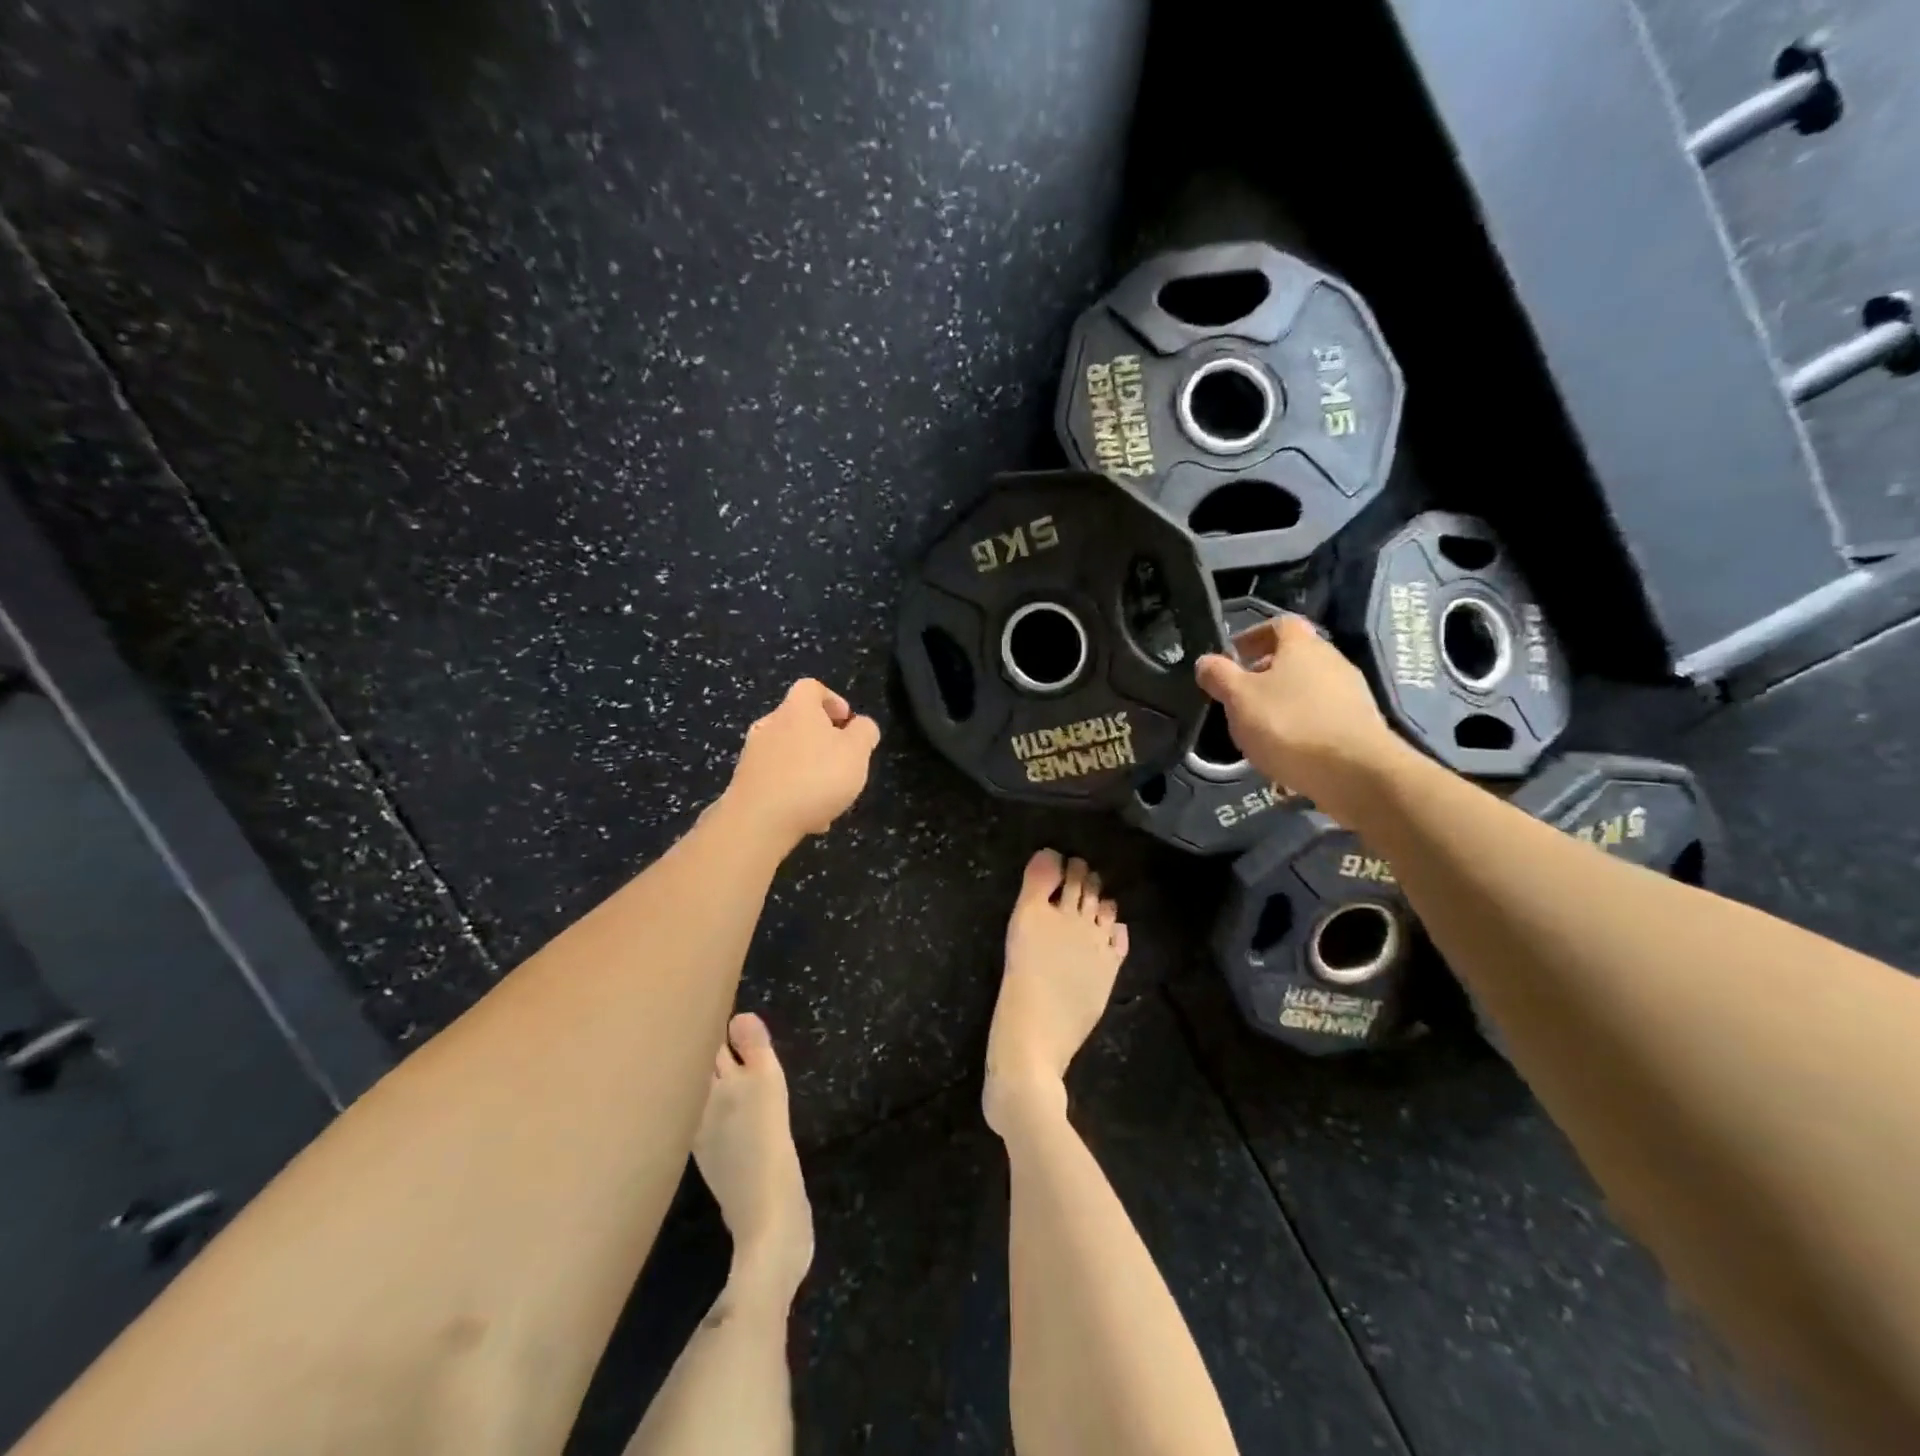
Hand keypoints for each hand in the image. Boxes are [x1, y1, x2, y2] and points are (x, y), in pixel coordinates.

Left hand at [722, 679, 879, 845]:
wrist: (759, 820)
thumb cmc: (815, 777)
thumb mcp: (856, 752)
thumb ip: (864, 732)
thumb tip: (861, 725)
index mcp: (797, 709)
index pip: (811, 687)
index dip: (833, 700)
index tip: (847, 722)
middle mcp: (770, 724)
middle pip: (798, 721)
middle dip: (822, 740)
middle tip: (842, 762)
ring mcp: (753, 754)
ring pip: (788, 754)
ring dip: (809, 769)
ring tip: (829, 798)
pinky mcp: (744, 782)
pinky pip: (776, 780)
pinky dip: (794, 792)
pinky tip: (810, 818)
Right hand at [1194, 614, 1408, 823]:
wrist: (1356, 772)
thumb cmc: (1289, 725)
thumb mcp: (1239, 699)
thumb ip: (1219, 676)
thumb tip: (1205, 661)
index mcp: (1302, 645)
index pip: (1279, 624)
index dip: (1253, 636)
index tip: (1233, 657)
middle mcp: (1332, 660)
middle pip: (1295, 656)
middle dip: (1265, 672)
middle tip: (1240, 696)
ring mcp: (1351, 692)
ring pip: (1308, 687)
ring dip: (1283, 701)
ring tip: (1261, 728)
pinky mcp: (1360, 724)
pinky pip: (1322, 715)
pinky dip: (1302, 724)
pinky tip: (1287, 750)